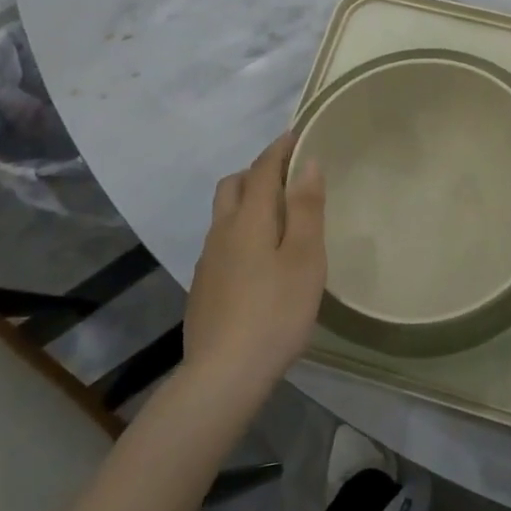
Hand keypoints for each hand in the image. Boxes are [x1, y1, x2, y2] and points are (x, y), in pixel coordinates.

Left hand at [183, 134, 326, 395]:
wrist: (223, 376)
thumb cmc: (275, 310)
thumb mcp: (304, 257)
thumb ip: (305, 207)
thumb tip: (306, 162)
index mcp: (248, 219)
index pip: (261, 169)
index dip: (278, 149)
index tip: (295, 134)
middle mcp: (221, 232)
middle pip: (232, 186)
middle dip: (256, 171)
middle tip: (286, 176)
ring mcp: (208, 261)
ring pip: (224, 215)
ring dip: (246, 202)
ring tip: (277, 216)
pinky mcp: (204, 288)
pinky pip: (222, 242)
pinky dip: (240, 231)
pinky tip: (259, 259)